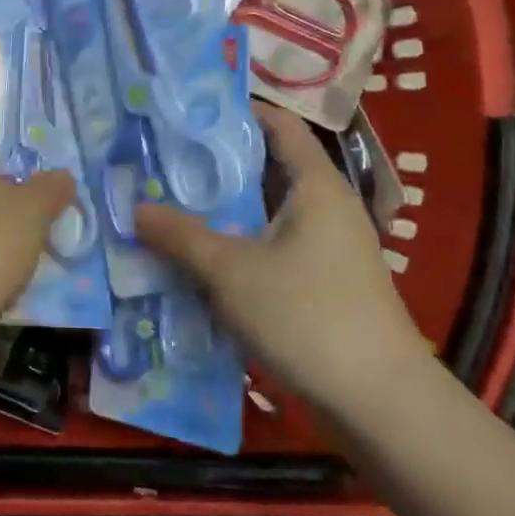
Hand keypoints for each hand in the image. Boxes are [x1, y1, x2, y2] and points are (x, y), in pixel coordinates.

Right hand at [135, 105, 430, 412]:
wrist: (378, 403)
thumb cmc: (306, 315)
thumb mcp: (230, 271)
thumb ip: (180, 235)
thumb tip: (136, 208)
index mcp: (316, 186)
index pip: (278, 126)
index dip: (236, 112)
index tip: (186, 112)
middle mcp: (327, 208)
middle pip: (267, 169)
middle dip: (216, 165)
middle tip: (162, 160)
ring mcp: (328, 248)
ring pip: (266, 213)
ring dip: (223, 210)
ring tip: (169, 203)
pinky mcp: (323, 284)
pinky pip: (272, 247)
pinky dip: (238, 245)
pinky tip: (199, 258)